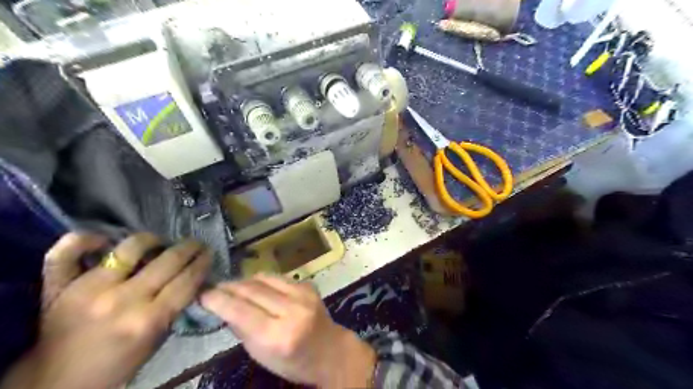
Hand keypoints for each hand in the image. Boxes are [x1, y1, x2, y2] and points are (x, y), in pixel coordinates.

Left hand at [0, 232, 210, 386]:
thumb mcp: (155, 342)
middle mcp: (122, 300)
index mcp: (148, 319)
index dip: (203, 263)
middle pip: (168, 260)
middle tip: (196, 243)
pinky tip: (103, 240)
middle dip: (190, 248)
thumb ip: (173, 309)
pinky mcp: (58, 287)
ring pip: (130, 247)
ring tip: (159, 242)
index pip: (187, 280)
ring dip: (152, 240)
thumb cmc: (115, 366)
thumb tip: (191, 279)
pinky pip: (65, 253)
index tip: (209, 254)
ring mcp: (88, 289)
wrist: (56, 385)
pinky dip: (83, 240)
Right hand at [200, 275, 377, 386]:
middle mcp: (292, 311)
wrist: (329, 350)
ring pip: (265, 278)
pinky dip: (263, 280)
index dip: (219, 300)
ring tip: (232, 285)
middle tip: (214, 286)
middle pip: (252, 290)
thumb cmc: (292, 361)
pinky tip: (256, 285)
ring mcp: (303, 295)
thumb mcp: (261, 354)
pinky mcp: (309, 285)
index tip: (203, 294)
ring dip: (245, 280)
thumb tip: (223, 306)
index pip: (241, 311)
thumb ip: (242, 329)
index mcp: (277, 336)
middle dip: (229, 286)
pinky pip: (279, 277)